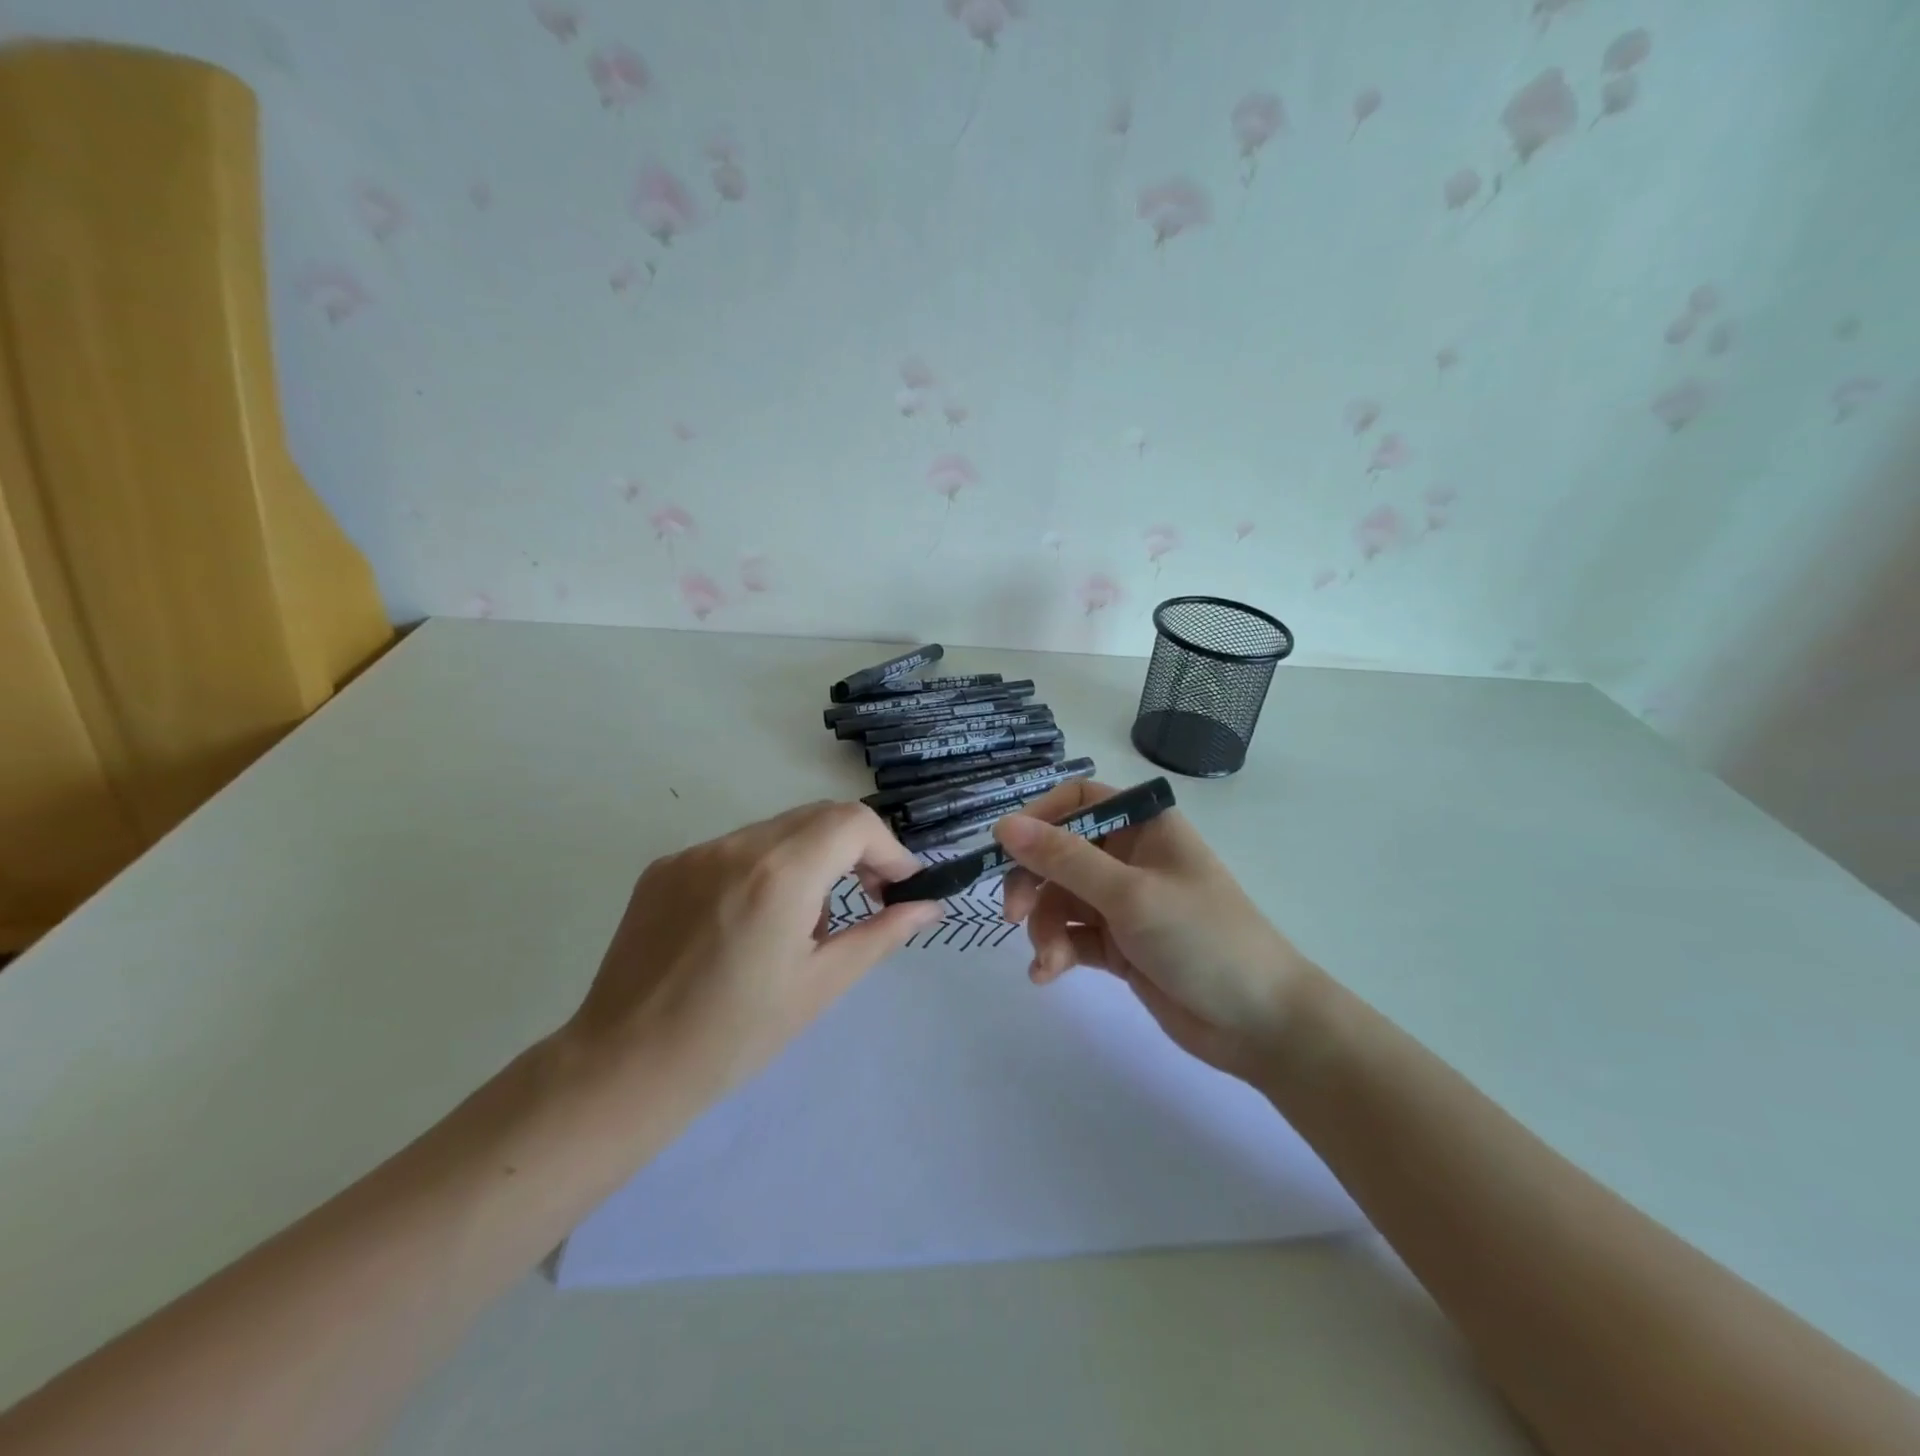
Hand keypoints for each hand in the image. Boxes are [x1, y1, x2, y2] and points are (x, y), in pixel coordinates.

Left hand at [566, 802, 942, 1105]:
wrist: (624, 1068)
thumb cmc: (735, 1036)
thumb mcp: (821, 986)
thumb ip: (881, 934)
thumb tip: (929, 906)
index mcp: (780, 874)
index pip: (854, 822)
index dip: (888, 848)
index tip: (899, 887)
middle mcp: (736, 846)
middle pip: (817, 816)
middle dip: (854, 849)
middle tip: (867, 897)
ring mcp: (694, 853)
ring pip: (775, 831)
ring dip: (809, 860)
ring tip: (802, 924)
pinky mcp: (664, 868)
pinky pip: (733, 850)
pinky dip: (763, 869)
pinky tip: (750, 924)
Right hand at [994, 780, 1321, 1086]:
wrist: (1259, 1024)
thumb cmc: (1201, 939)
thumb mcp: (1129, 894)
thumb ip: (1064, 859)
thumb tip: (1003, 825)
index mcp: (1144, 826)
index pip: (1079, 801)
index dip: (1039, 819)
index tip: (1006, 848)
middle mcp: (1131, 857)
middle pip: (1060, 853)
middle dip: (1034, 882)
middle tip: (1013, 912)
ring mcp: (1124, 903)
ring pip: (1061, 899)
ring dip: (1045, 926)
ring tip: (1048, 959)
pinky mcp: (1119, 945)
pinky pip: (1072, 936)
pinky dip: (1056, 951)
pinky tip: (1048, 974)